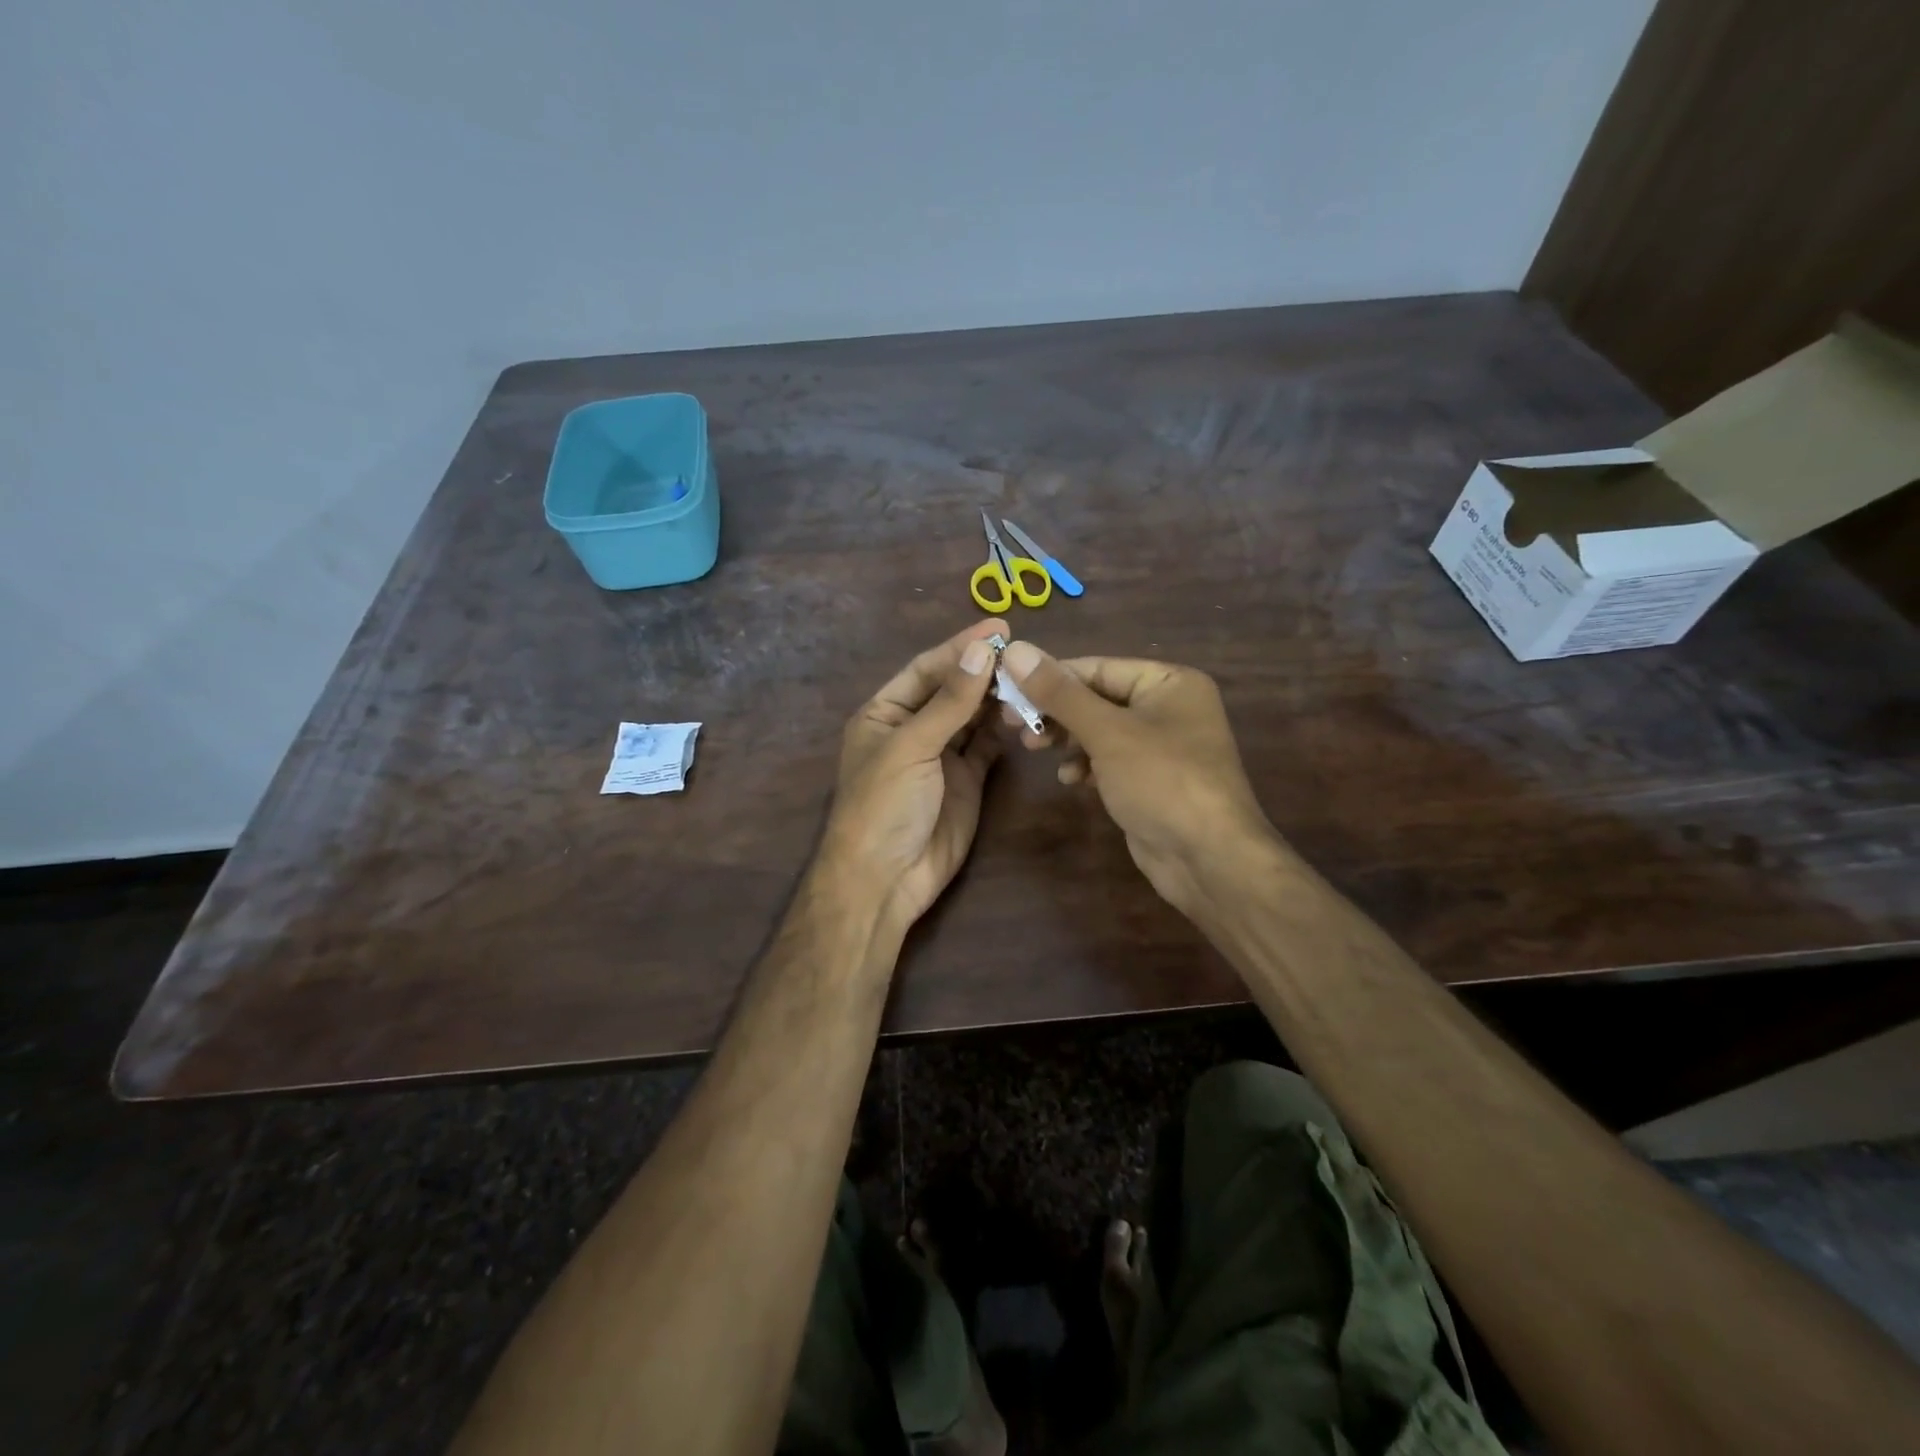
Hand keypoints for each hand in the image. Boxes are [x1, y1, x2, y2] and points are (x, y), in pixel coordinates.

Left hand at [818, 620, 1006, 932]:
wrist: (886, 879)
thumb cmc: (884, 804)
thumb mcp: (912, 746)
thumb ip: (949, 700)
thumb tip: (983, 649)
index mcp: (884, 713)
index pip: (926, 669)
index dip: (960, 646)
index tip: (1000, 627)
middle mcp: (913, 728)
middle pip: (952, 689)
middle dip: (983, 670)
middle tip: (1024, 653)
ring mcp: (940, 755)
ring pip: (973, 716)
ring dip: (997, 698)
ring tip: (1029, 679)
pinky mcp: (966, 780)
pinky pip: (986, 746)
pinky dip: (1002, 729)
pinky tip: (1024, 712)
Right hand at [999, 641, 1279, 916]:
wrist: (1208, 859)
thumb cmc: (1162, 781)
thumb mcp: (1107, 732)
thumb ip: (1060, 693)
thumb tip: (1014, 650)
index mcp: (1169, 682)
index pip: (1098, 667)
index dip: (1050, 676)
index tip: (1007, 688)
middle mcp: (1169, 707)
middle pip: (1097, 698)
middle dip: (1056, 712)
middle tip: (1013, 723)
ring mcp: (1162, 746)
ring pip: (1100, 731)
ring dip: (1067, 739)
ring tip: (1034, 748)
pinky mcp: (1151, 780)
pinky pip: (1110, 760)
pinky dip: (1087, 765)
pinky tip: (1070, 779)